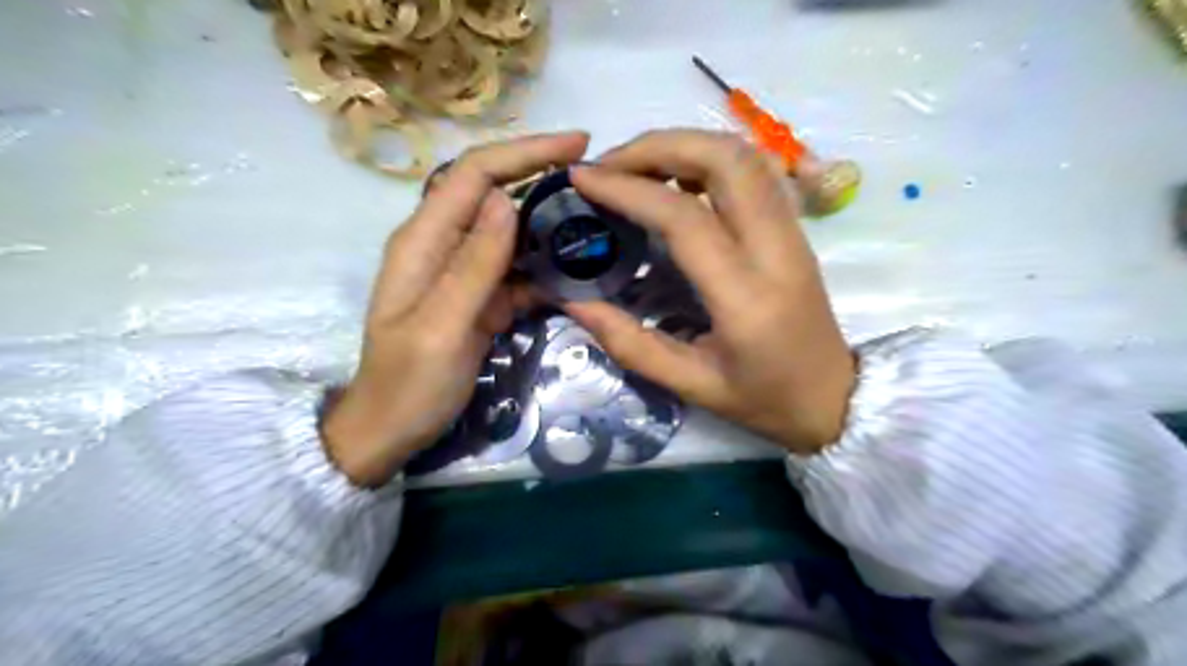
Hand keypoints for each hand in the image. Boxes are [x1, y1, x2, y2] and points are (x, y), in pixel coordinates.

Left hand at [323, 130, 590, 483]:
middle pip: (495, 194)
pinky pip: (516, 271)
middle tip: (598, 184)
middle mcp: (442, 246)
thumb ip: (473, 265)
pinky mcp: (478, 299)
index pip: (475, 174)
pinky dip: (545, 268)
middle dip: (543, 179)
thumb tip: (507, 201)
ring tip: (597, 223)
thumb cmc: (409, 384)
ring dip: (550, 224)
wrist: (391, 430)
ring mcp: (462, 273)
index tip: (578, 145)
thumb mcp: (441, 327)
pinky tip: (576, 274)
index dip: (524, 152)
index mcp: (423, 241)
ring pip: (511, 232)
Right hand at [566, 128, 852, 457]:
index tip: (583, 179)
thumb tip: (574, 302)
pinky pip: (755, 171)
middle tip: (611, 164)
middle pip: (725, 160)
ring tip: (637, 166)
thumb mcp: (692, 386)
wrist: (835, 399)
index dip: (629, 189)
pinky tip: (677, 179)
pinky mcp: (795, 228)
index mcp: (746, 298)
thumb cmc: (764, 400)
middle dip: (659, 146)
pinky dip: (710, 158)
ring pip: (745, 155)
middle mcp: (776, 250)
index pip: (685, 218)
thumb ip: (630, 344)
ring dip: (685, 145)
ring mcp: (793, 232)